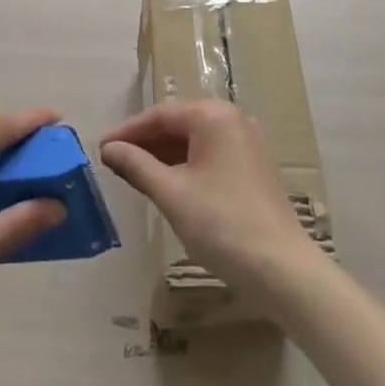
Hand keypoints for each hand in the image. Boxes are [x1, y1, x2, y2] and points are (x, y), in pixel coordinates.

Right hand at [100, 100, 323, 297]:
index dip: (128, 132)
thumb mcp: (171, 194)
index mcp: (213, 116)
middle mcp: (233, 120)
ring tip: (135, 176)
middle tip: (115, 163)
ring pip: (195, 141)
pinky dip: (186, 166)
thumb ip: (137, 165)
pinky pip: (211, 155)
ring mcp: (247, 143)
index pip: (160, 114)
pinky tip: (168, 186)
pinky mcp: (254, 167)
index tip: (101, 149)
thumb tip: (109, 148)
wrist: (283, 270)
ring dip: (164, 156)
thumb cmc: (222, 224)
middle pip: (179, 124)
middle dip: (145, 143)